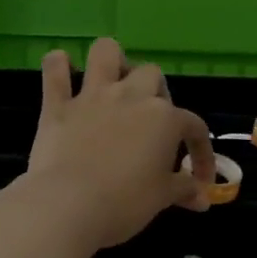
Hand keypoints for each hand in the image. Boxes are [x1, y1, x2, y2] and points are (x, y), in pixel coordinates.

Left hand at [24, 38, 214, 248]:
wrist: (70, 205)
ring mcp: (92, 96)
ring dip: (112, 61)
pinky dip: (58, 65)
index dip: (201, 152)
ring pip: (106, 52)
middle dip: (156, 93)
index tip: (198, 179)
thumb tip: (202, 198)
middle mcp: (131, 96)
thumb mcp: (162, 198)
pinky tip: (62, 69)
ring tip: (114, 83)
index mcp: (164, 118)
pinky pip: (54, 70)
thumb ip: (184, 190)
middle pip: (152, 75)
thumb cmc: (125, 202)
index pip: (193, 126)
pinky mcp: (57, 105)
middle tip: (151, 123)